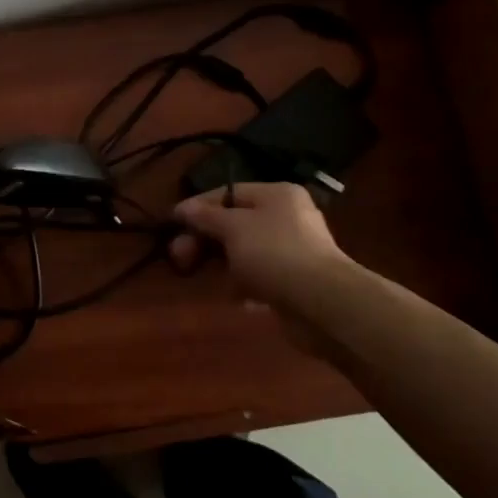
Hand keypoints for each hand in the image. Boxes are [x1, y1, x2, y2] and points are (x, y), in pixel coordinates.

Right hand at [170, 182, 354, 351]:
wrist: (324, 305)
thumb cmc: (275, 253)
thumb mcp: (233, 228)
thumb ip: (206, 217)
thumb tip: (183, 208)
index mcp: (276, 194)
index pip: (228, 193)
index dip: (198, 207)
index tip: (173, 224)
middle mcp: (287, 217)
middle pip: (235, 224)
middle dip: (207, 241)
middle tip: (181, 259)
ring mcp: (293, 251)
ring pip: (245, 253)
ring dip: (226, 266)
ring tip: (215, 281)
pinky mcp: (295, 282)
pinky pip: (260, 278)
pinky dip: (246, 286)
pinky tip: (239, 299)